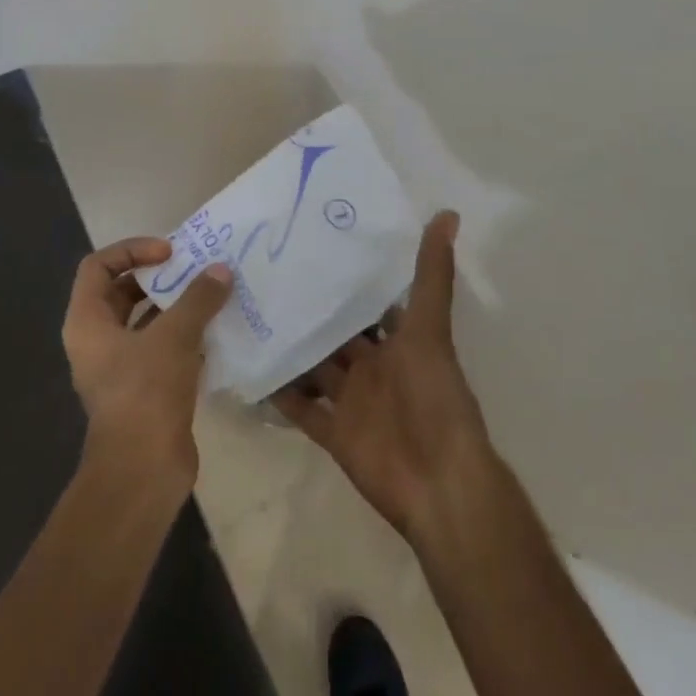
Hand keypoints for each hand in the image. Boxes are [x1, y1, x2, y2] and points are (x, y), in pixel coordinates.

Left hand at [62, 238, 231, 493]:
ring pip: (147, 323)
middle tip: (195, 270)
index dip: (132, 250)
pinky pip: (164, 349)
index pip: (98, 266)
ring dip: (177, 307)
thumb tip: (220, 270)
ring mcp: (120, 367)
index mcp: (87, 322)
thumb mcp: (174, 336)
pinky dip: (187, 336)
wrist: (144, 469)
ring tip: (213, 295)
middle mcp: (98, 341)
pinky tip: (218, 331)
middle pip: (123, 292)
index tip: (170, 252)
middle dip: (159, 277)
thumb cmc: (146, 391)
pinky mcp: (145, 389)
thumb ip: (197, 299)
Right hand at [272, 211, 496, 542]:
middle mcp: (373, 367)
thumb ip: (433, 275)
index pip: (368, 303)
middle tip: (264, 275)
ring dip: (289, 349)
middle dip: (309, 310)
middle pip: (335, 334)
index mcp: (398, 342)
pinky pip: (301, 409)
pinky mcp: (333, 432)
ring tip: (247, 314)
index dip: (346, 279)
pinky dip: (279, 394)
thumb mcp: (430, 329)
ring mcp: (351, 400)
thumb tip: (448, 213)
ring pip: (314, 368)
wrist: (437, 482)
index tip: (311, 246)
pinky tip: (248, 369)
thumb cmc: (435, 398)